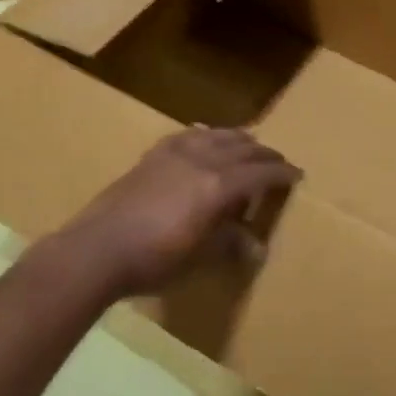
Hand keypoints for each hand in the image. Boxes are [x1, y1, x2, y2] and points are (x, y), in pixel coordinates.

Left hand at [56, 127, 300, 297]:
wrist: (98, 249)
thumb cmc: (154, 260)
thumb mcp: (199, 258)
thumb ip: (229, 244)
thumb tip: (256, 247)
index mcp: (218, 186)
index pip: (260, 173)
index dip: (281, 173)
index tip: (297, 175)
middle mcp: (201, 161)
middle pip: (242, 148)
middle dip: (265, 154)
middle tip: (278, 161)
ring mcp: (174, 154)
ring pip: (216, 135)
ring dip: (238, 139)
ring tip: (248, 143)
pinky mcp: (152, 156)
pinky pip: (187, 135)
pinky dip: (205, 135)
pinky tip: (204, 137)